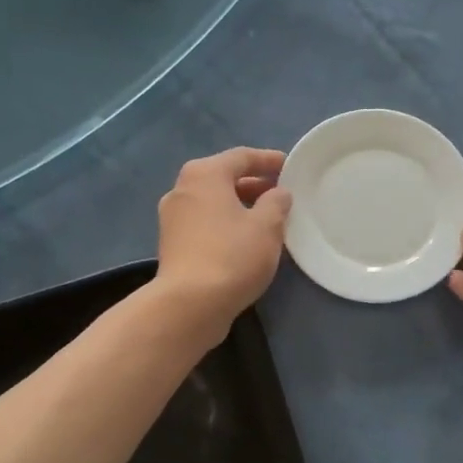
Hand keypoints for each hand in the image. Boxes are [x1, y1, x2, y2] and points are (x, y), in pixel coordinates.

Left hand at [154, 148, 293, 338]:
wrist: (189, 304)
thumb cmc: (232, 256)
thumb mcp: (267, 227)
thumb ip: (277, 202)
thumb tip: (278, 193)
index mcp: (204, 174)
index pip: (242, 157)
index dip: (269, 160)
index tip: (290, 167)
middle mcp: (182, 189)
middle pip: (223, 178)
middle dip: (254, 184)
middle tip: (281, 195)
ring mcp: (173, 218)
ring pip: (213, 202)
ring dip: (239, 206)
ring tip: (267, 219)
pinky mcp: (172, 245)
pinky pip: (205, 223)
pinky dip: (225, 224)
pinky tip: (245, 241)